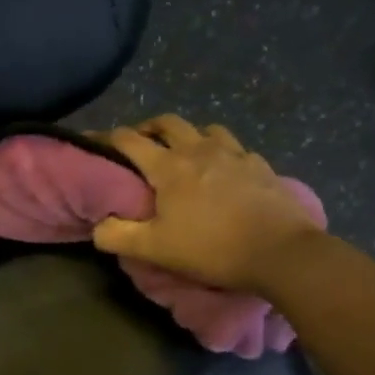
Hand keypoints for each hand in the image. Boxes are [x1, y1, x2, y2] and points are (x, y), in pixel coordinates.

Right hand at [93, 115, 321, 292]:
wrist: (280, 252)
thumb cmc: (211, 248)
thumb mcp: (155, 249)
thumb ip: (118, 236)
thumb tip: (98, 226)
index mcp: (169, 166)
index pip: (130, 140)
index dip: (107, 138)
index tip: (94, 142)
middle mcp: (199, 150)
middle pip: (168, 123)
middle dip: (149, 128)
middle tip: (141, 143)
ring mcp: (234, 154)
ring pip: (205, 129)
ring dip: (188, 135)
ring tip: (184, 153)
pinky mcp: (260, 166)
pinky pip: (235, 148)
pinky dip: (221, 152)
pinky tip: (224, 170)